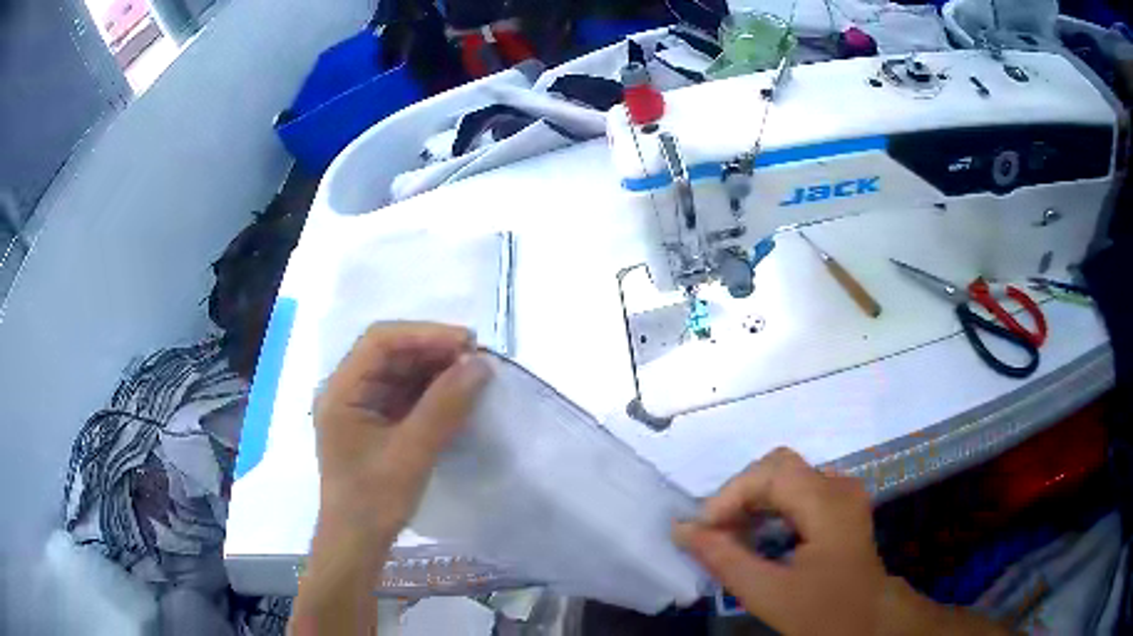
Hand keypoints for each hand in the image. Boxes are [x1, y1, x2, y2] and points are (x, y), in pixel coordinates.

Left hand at [292, 322, 490, 635]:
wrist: (357, 543)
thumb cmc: (374, 501)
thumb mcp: (411, 453)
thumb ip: (445, 407)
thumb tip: (481, 365)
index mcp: (341, 390)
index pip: (380, 341)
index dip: (424, 334)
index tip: (467, 344)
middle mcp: (347, 390)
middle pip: (390, 353)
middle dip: (433, 352)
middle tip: (477, 360)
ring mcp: (361, 406)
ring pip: (400, 372)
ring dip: (435, 370)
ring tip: (473, 375)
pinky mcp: (375, 423)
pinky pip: (405, 395)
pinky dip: (431, 392)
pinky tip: (456, 395)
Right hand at [673, 448, 1005, 635]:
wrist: (867, 621)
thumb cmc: (822, 611)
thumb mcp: (768, 593)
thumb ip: (724, 559)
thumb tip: (682, 530)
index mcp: (829, 504)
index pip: (771, 473)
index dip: (730, 495)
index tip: (702, 531)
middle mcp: (839, 486)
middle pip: (778, 467)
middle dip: (739, 496)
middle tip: (714, 533)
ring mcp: (842, 492)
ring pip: (785, 475)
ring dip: (752, 500)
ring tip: (728, 535)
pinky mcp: (840, 503)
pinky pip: (796, 489)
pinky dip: (769, 506)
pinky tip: (755, 533)